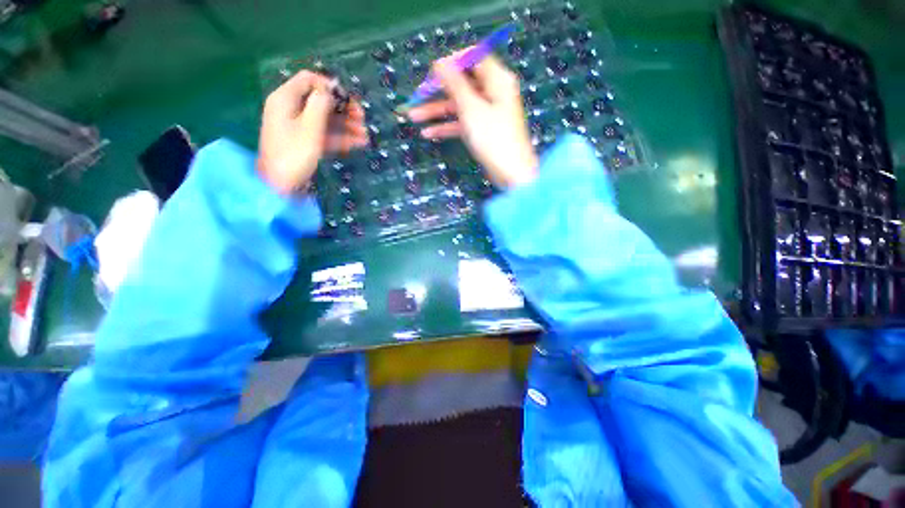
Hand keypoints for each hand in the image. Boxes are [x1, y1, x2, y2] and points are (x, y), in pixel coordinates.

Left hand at [258, 71, 367, 193]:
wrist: (279, 185)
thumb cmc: (293, 154)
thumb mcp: (309, 128)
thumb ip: (320, 105)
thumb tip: (331, 88)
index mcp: (287, 99)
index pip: (309, 80)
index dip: (330, 86)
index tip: (349, 99)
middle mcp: (292, 109)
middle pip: (321, 101)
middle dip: (343, 109)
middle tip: (362, 119)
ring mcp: (299, 127)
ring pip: (326, 119)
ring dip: (346, 125)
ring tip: (365, 135)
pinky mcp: (306, 142)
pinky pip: (325, 134)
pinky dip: (341, 137)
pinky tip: (358, 143)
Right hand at [407, 54, 537, 188]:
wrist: (511, 174)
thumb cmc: (493, 139)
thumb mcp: (471, 108)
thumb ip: (455, 84)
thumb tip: (440, 62)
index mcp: (497, 79)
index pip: (473, 58)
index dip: (451, 63)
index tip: (432, 73)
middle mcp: (492, 93)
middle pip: (462, 84)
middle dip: (438, 91)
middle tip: (416, 97)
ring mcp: (487, 114)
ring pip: (459, 106)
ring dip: (436, 111)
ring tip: (413, 117)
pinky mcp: (483, 132)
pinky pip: (462, 123)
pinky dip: (447, 127)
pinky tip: (428, 133)